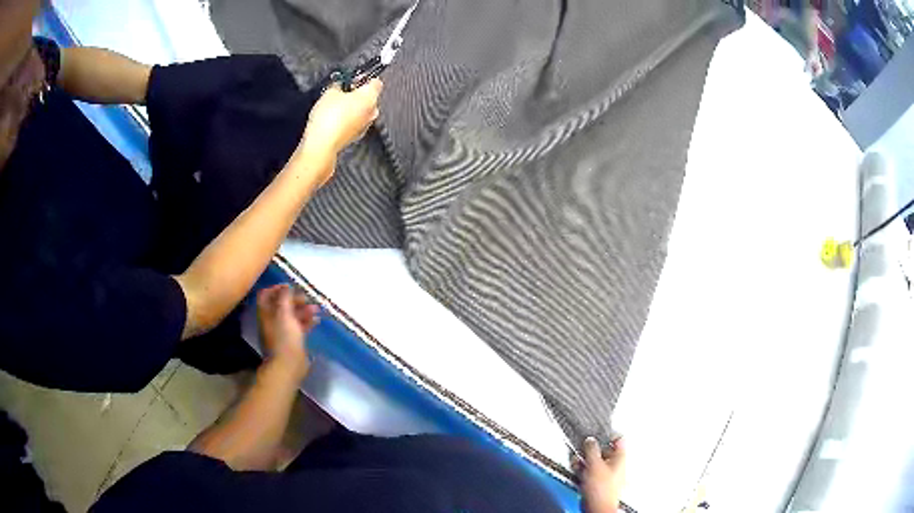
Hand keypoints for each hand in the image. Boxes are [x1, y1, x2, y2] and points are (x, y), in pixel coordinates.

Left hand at [257, 284, 319, 378]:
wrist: (288, 365)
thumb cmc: (284, 338)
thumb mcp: (284, 314)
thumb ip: (284, 298)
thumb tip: (286, 287)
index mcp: (266, 314)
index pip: (266, 295)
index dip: (276, 288)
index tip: (290, 286)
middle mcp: (272, 321)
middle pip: (281, 305)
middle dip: (293, 299)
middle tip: (307, 297)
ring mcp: (282, 332)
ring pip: (291, 316)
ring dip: (302, 310)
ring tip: (315, 308)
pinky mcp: (292, 341)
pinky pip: (299, 327)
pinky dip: (306, 322)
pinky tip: (316, 320)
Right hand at [298, 79, 381, 182]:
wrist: (322, 143)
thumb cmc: (328, 118)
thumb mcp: (330, 92)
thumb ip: (338, 84)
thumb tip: (340, 83)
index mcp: (370, 97)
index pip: (376, 81)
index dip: (364, 78)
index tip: (353, 78)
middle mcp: (372, 111)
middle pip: (370, 96)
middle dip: (357, 92)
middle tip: (342, 91)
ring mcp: (366, 124)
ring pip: (363, 110)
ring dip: (353, 106)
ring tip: (336, 105)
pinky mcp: (357, 135)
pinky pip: (357, 121)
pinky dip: (349, 118)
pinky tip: (336, 118)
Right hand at [577, 437, 626, 512]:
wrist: (596, 507)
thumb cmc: (602, 490)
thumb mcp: (595, 464)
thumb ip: (591, 450)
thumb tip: (590, 440)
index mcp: (620, 458)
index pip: (618, 439)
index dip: (607, 435)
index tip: (597, 434)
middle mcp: (615, 465)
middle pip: (603, 451)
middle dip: (590, 450)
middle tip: (582, 450)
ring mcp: (606, 475)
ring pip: (594, 462)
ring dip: (583, 461)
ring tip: (576, 462)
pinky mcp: (597, 483)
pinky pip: (589, 472)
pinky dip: (582, 470)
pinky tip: (577, 471)